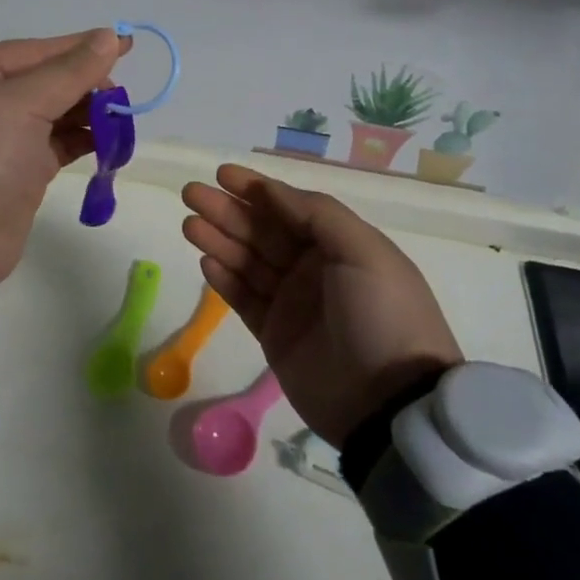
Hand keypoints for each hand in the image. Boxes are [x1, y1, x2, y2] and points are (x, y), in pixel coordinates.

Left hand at [0, 28, 130, 283]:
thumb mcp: (21, 104)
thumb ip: (69, 71)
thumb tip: (109, 36)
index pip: (36, 50)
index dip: (81, 46)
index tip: (126, 44)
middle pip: (47, 80)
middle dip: (85, 83)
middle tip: (120, 94)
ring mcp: (2, 140)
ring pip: (55, 113)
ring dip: (89, 113)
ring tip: (121, 117)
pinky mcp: (19, 173)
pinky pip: (58, 145)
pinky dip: (83, 140)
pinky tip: (110, 140)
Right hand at [181, 164, 461, 446]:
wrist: (390, 404)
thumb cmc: (382, 315)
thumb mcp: (363, 252)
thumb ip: (316, 214)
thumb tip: (269, 190)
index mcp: (339, 245)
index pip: (289, 207)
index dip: (256, 189)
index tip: (223, 175)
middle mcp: (313, 269)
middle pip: (262, 231)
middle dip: (227, 211)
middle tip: (191, 194)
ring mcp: (292, 303)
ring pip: (247, 262)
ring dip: (218, 240)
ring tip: (189, 224)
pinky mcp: (275, 335)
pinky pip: (243, 299)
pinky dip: (224, 279)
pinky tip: (206, 261)